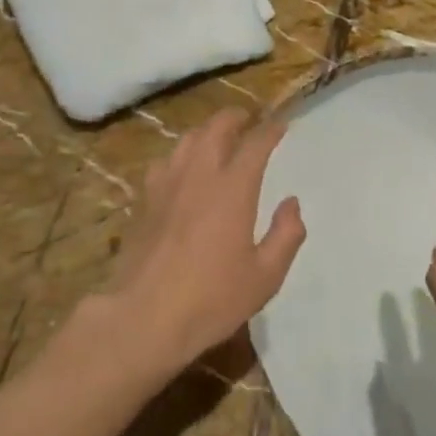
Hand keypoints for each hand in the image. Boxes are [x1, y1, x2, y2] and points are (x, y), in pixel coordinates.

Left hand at [103, 109, 304, 378]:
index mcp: (233, 189)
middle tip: (247, 120)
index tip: (281, 125)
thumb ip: (286, 235)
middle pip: (215, 128)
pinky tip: (182, 170)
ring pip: (187, 140)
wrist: (144, 317)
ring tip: (217, 138)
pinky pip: (164, 162)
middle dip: (235, 118)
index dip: (271, 130)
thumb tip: (291, 204)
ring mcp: (166, 185)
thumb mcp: (265, 277)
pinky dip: (180, 155)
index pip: (255, 144)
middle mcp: (199, 176)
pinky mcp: (144, 201)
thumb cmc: (212, 299)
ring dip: (206, 131)